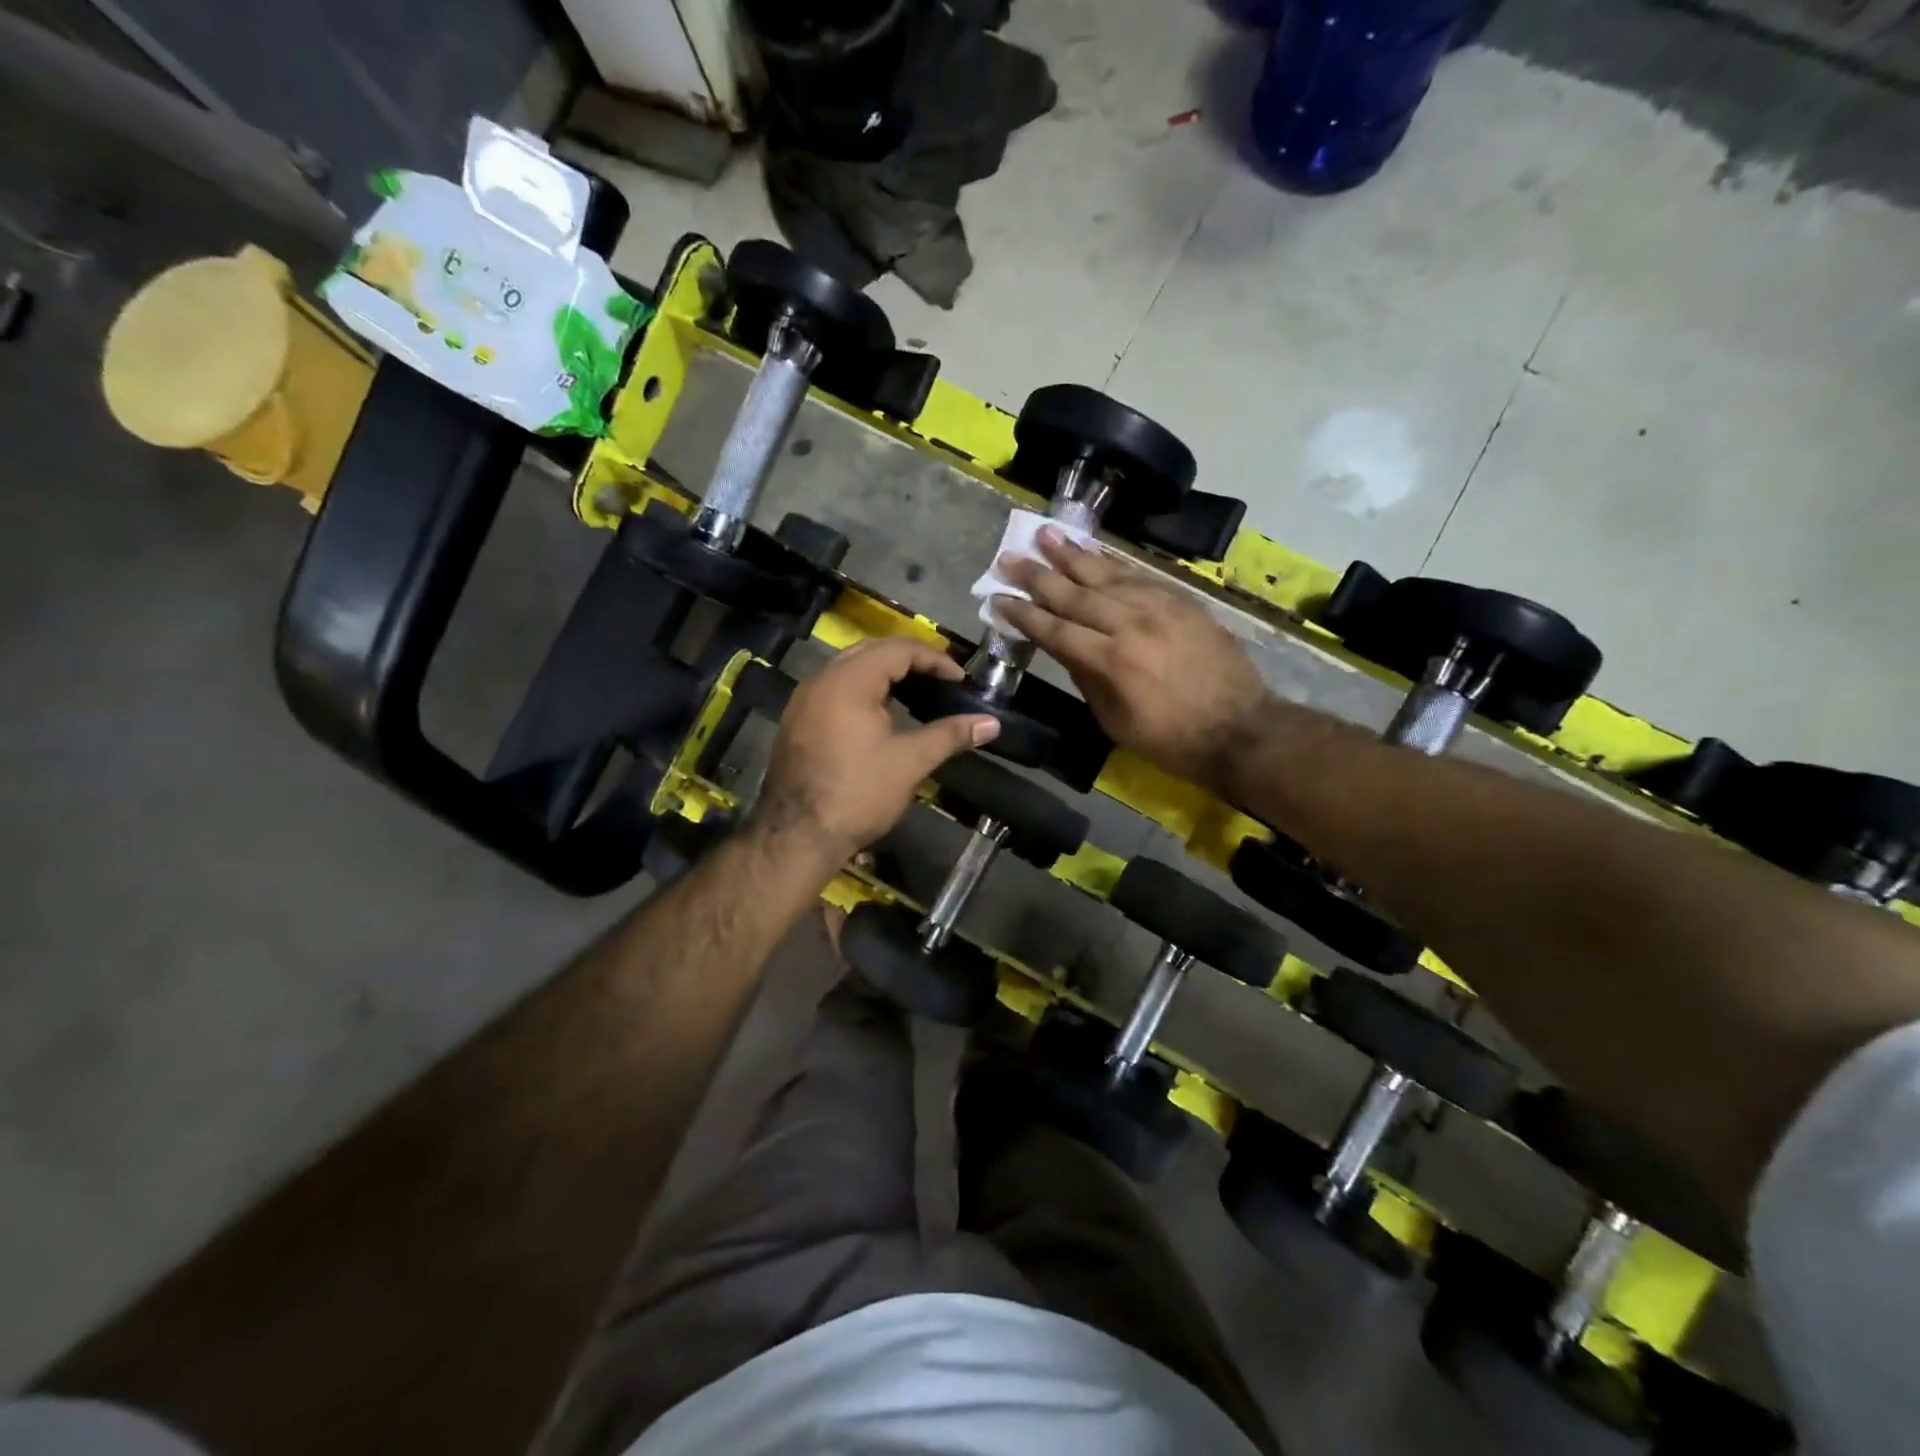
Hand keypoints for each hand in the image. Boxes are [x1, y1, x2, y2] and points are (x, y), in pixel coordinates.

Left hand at [752, 637, 1000, 865]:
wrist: (797, 835)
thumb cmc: (858, 792)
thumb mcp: (910, 761)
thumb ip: (950, 735)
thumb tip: (992, 723)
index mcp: (849, 680)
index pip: (897, 650)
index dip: (934, 660)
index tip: (960, 679)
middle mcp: (821, 680)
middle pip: (870, 651)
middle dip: (908, 659)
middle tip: (939, 678)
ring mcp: (803, 701)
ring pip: (848, 669)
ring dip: (883, 673)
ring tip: (915, 692)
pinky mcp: (796, 722)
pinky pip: (834, 689)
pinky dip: (861, 690)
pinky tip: (879, 713)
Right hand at [995, 529, 1269, 790]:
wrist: (1240, 730)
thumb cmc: (1170, 740)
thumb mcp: (1115, 721)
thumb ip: (1087, 679)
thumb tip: (1066, 648)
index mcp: (1111, 662)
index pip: (1055, 630)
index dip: (1024, 614)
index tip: (998, 597)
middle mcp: (1132, 625)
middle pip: (1075, 594)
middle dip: (1038, 576)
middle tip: (1009, 557)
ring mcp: (1161, 609)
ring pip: (1107, 575)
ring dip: (1073, 555)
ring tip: (1046, 534)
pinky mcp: (1183, 603)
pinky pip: (1140, 576)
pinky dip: (1113, 563)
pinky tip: (1094, 553)